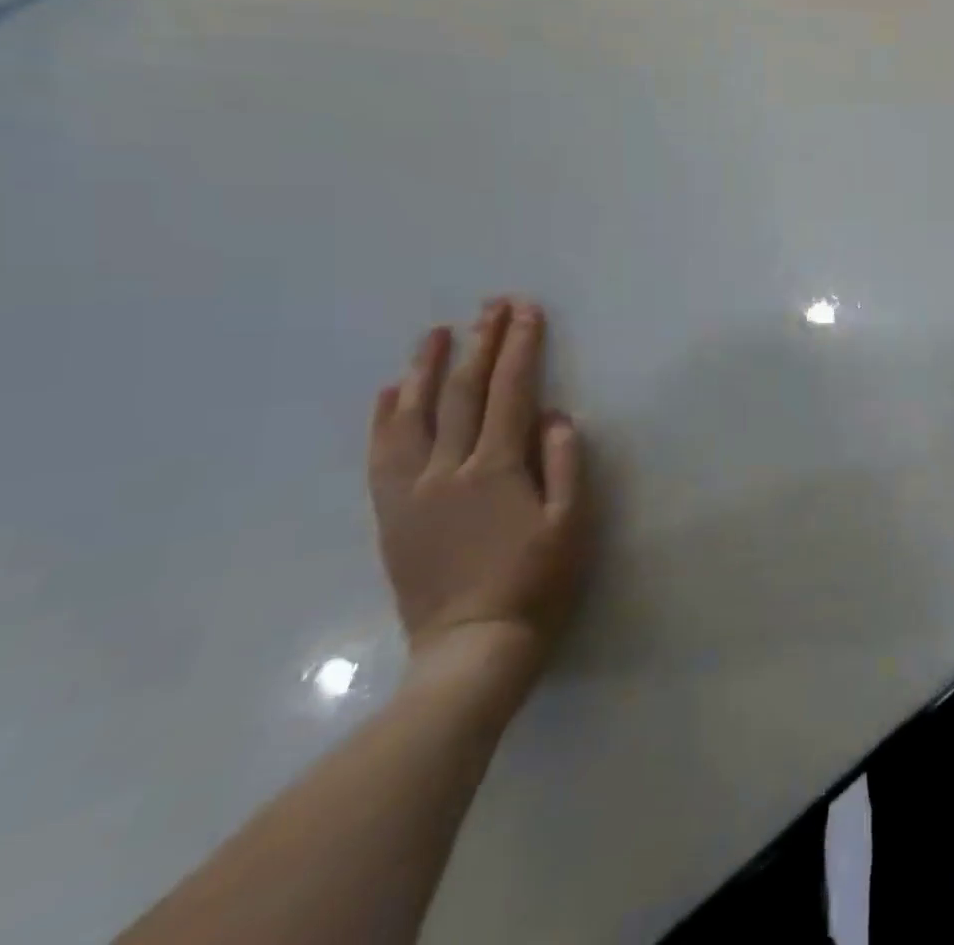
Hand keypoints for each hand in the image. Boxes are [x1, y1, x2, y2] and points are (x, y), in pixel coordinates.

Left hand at [368, 299, 590, 692]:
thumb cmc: (536, 583)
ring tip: (434, 333)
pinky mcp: (391, 516)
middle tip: (491, 305)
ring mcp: (412, 492)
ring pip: (413, 416)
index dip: (520, 347)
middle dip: (480, 343)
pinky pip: (381, 456)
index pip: (510, 391)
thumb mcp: (572, 524)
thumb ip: (565, 464)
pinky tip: (390, 392)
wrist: (471, 650)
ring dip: (426, 368)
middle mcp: (449, 470)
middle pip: (463, 392)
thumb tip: (556, 415)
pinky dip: (385, 418)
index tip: (526, 310)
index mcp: (497, 469)